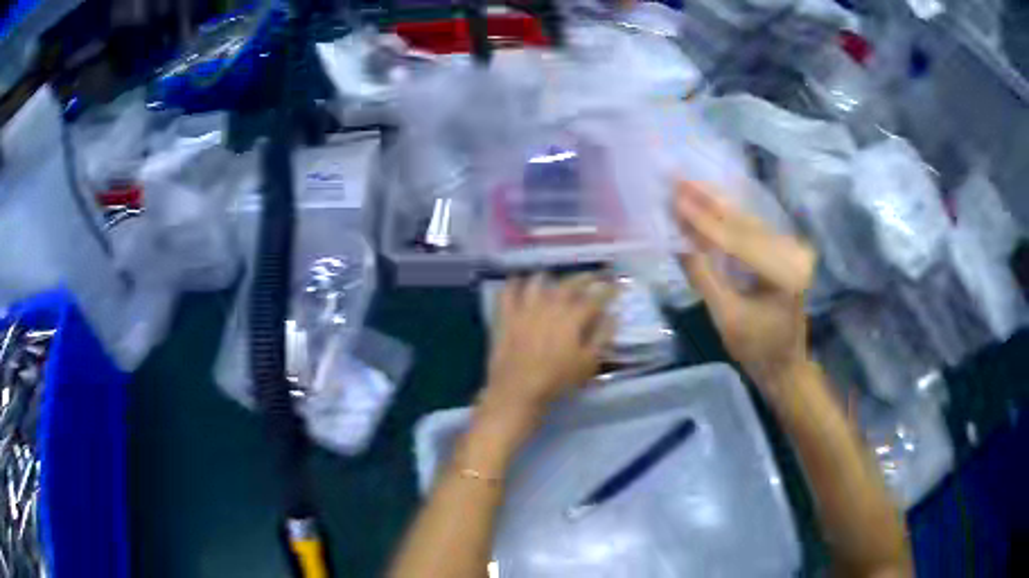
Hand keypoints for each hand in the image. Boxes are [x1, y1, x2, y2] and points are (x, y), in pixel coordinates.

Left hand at [478, 274, 616, 432]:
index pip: (596, 297)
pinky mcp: (506, 315)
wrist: (518, 388)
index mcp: (573, 316)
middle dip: (584, 278)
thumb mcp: (588, 362)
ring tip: (554, 281)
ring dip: (549, 278)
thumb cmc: (557, 379)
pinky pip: (508, 291)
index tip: (615, 286)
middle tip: (593, 277)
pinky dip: (514, 284)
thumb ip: (603, 337)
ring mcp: (526, 307)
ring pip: (538, 281)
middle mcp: (550, 304)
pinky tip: (518, 283)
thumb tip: (613, 316)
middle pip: (570, 283)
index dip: (608, 290)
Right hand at [673, 181, 816, 396]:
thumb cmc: (756, 349)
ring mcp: (792, 250)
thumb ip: (703, 277)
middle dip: (709, 200)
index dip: (704, 220)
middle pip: (745, 222)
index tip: (674, 199)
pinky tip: (708, 201)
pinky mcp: (785, 251)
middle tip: (678, 179)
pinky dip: (728, 216)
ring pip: (748, 220)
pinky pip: (753, 228)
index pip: (738, 241)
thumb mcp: (725, 318)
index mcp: (784, 275)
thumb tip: (677, 241)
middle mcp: (793, 255)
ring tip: (687, 184)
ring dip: (717, 202)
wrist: (785, 364)